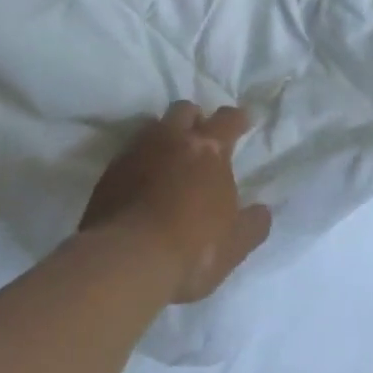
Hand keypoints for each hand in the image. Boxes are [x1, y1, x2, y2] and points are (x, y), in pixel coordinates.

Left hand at [81, 102, 272, 304]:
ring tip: (167, 158)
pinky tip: (140, 182)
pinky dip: (139, 161)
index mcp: (209, 149)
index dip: (237, 118)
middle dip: (195, 119)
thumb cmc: (191, 249)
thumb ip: (253, 224)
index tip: (242, 121)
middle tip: (200, 138)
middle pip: (185, 110)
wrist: (125, 262)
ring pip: (153, 126)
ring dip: (164, 136)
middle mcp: (172, 139)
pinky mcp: (109, 173)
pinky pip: (128, 154)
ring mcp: (137, 152)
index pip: (227, 119)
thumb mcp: (234, 244)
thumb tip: (262, 211)